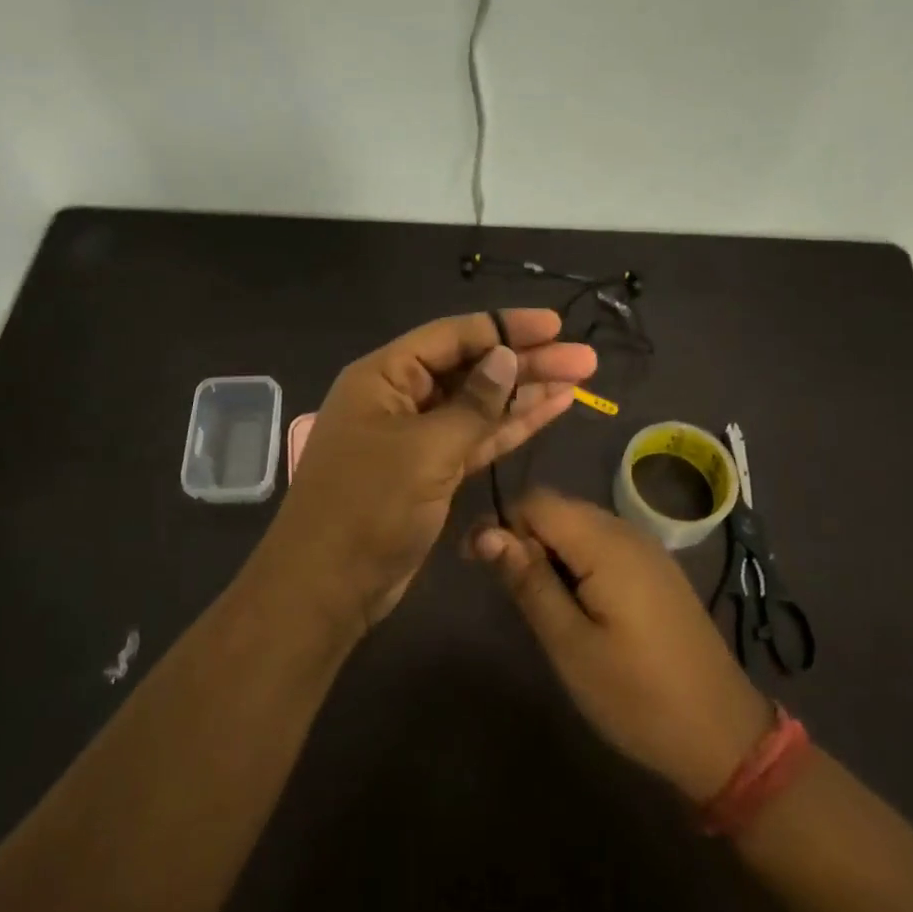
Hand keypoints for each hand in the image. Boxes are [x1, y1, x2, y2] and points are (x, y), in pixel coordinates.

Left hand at [268, 312, 596, 629]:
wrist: (329, 586)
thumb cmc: (369, 507)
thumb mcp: (424, 450)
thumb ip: (472, 405)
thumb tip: (505, 357)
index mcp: (383, 376)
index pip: (451, 336)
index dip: (504, 327)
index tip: (555, 325)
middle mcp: (399, 397)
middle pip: (470, 368)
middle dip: (525, 361)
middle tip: (583, 358)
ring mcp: (417, 436)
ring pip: (479, 404)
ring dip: (525, 392)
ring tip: (579, 379)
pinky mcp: (432, 470)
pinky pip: (477, 437)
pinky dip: (511, 426)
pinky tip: (550, 409)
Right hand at [471, 490, 773, 803]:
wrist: (724, 737)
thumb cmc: (637, 696)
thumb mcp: (570, 645)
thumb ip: (528, 582)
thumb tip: (486, 532)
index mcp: (606, 544)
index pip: (536, 501)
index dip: (502, 525)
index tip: (478, 565)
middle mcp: (628, 532)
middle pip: (558, 509)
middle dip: (525, 538)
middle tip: (508, 592)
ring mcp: (648, 550)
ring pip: (580, 526)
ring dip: (551, 552)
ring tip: (540, 604)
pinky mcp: (657, 570)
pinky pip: (604, 544)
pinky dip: (578, 562)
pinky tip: (578, 605)